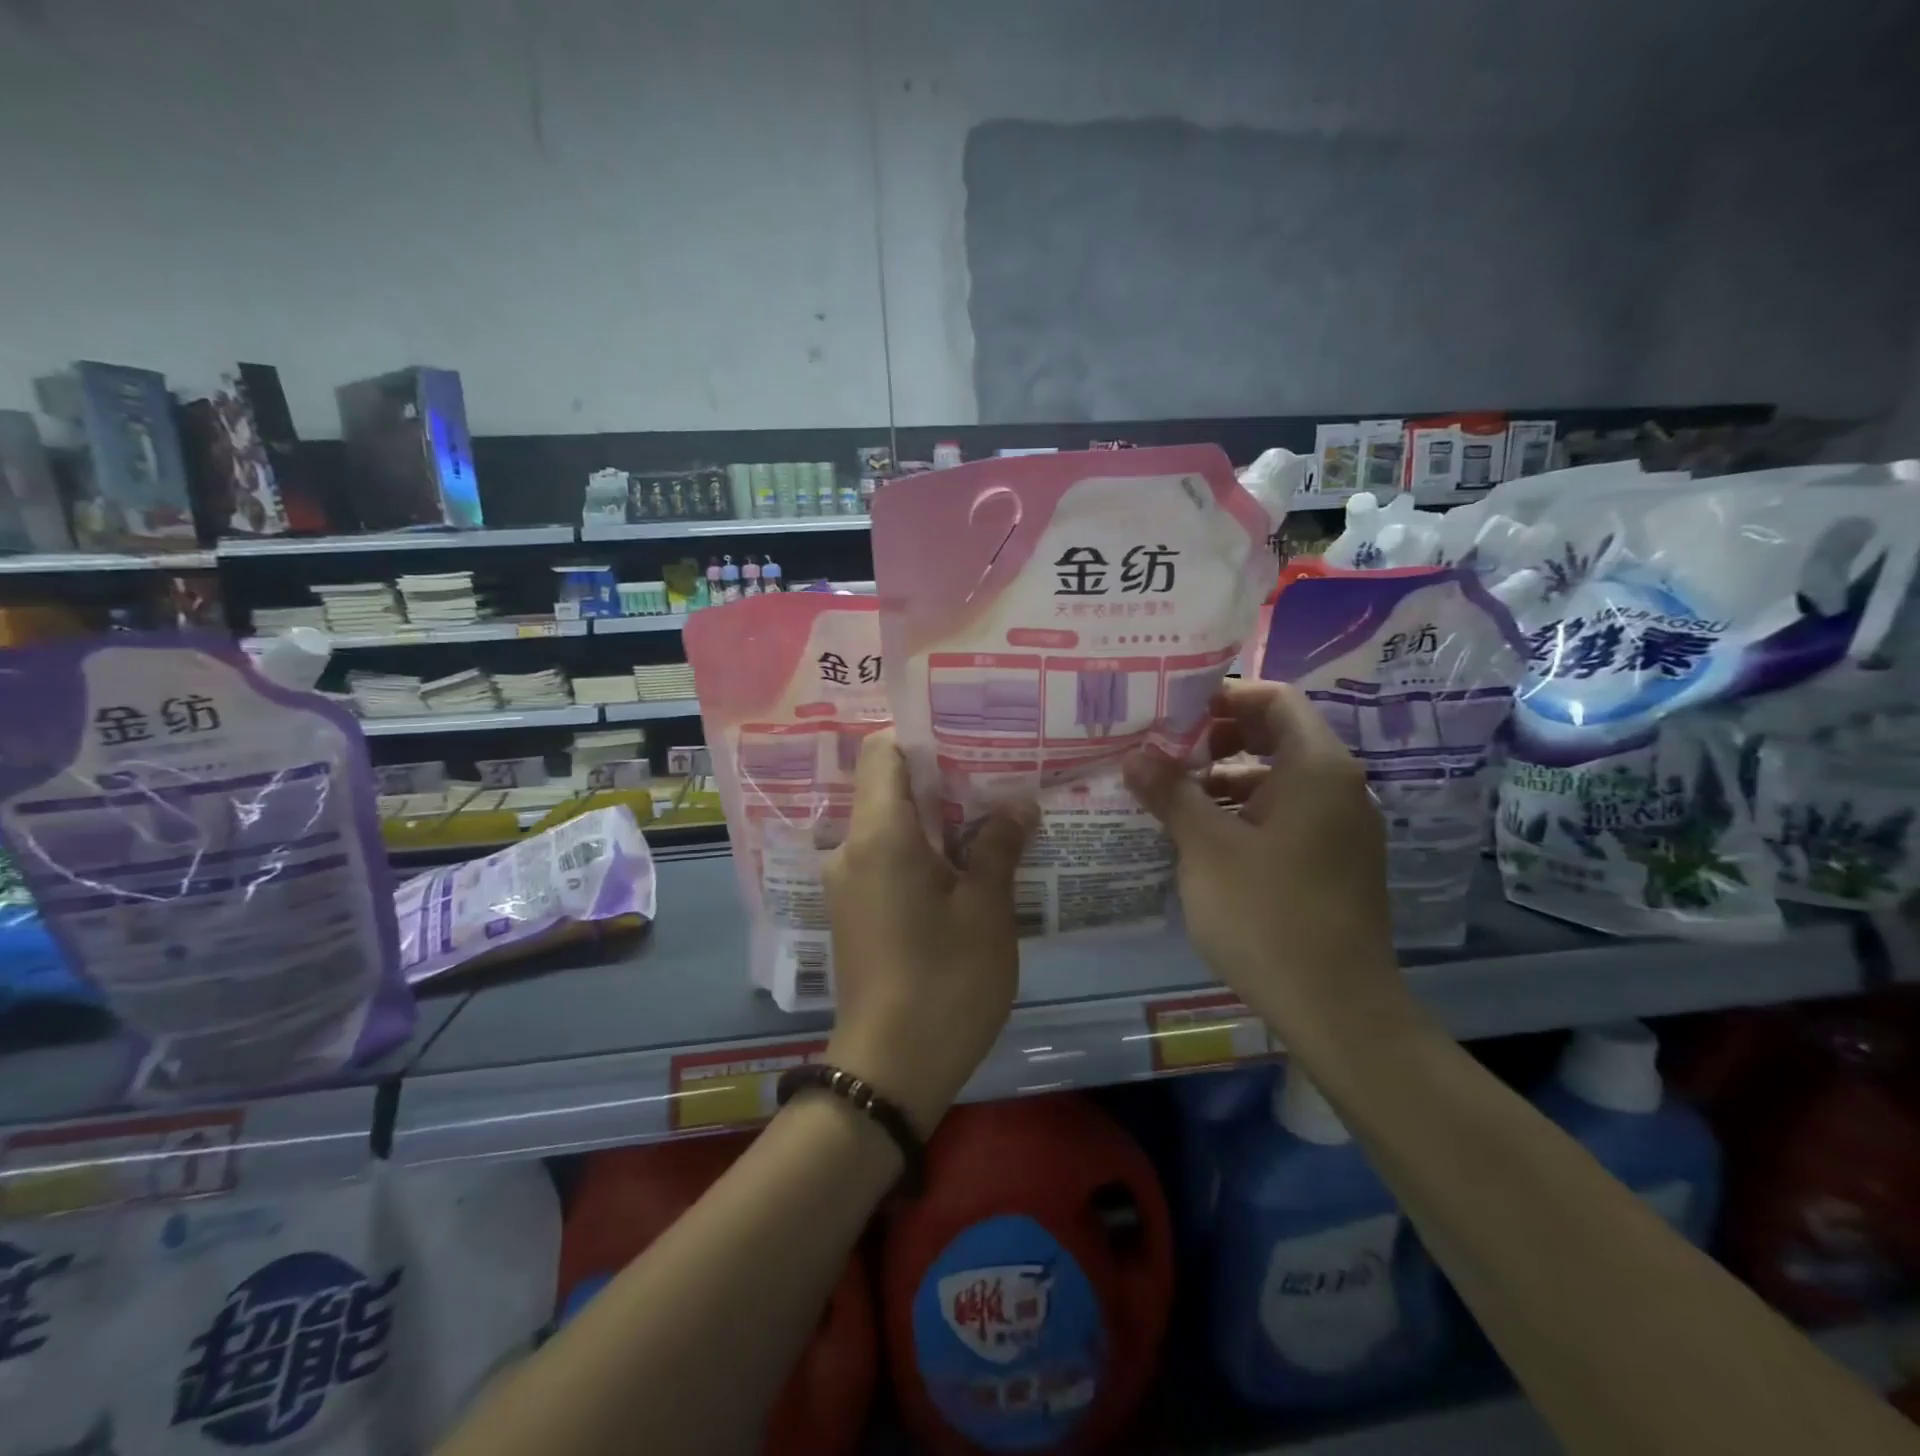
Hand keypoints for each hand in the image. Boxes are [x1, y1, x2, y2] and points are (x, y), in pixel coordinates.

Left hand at [822, 730, 1036, 1135]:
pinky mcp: (854, 910)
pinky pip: (884, 857)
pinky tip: (964, 860)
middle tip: (995, 770)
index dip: (920, 734)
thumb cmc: (945, 981)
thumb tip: (1018, 804)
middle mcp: (850, 847)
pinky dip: (920, 848)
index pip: (880, 751)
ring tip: (989, 811)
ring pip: (888, 824)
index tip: (967, 733)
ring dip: (933, 816)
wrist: (890, 1070)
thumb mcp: (985, 909)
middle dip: (939, 776)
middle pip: (886, 785)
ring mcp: (847, 881)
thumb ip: (997, 846)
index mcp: (878, 834)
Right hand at [1123, 681, 1407, 1046]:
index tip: (1175, 712)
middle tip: (1164, 751)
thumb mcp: (1206, 848)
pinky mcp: (1334, 862)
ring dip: (1225, 780)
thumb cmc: (1268, 914)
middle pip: (1276, 736)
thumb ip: (1171, 792)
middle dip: (1217, 739)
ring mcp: (1341, 828)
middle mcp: (1338, 788)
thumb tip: (1136, 754)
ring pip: (1278, 780)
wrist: (1336, 1008)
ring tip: (1170, 795)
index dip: (1225, 696)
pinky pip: (1286, 816)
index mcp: (1317, 769)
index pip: (1275, 699)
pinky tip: (1201, 837)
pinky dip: (1244, 813)